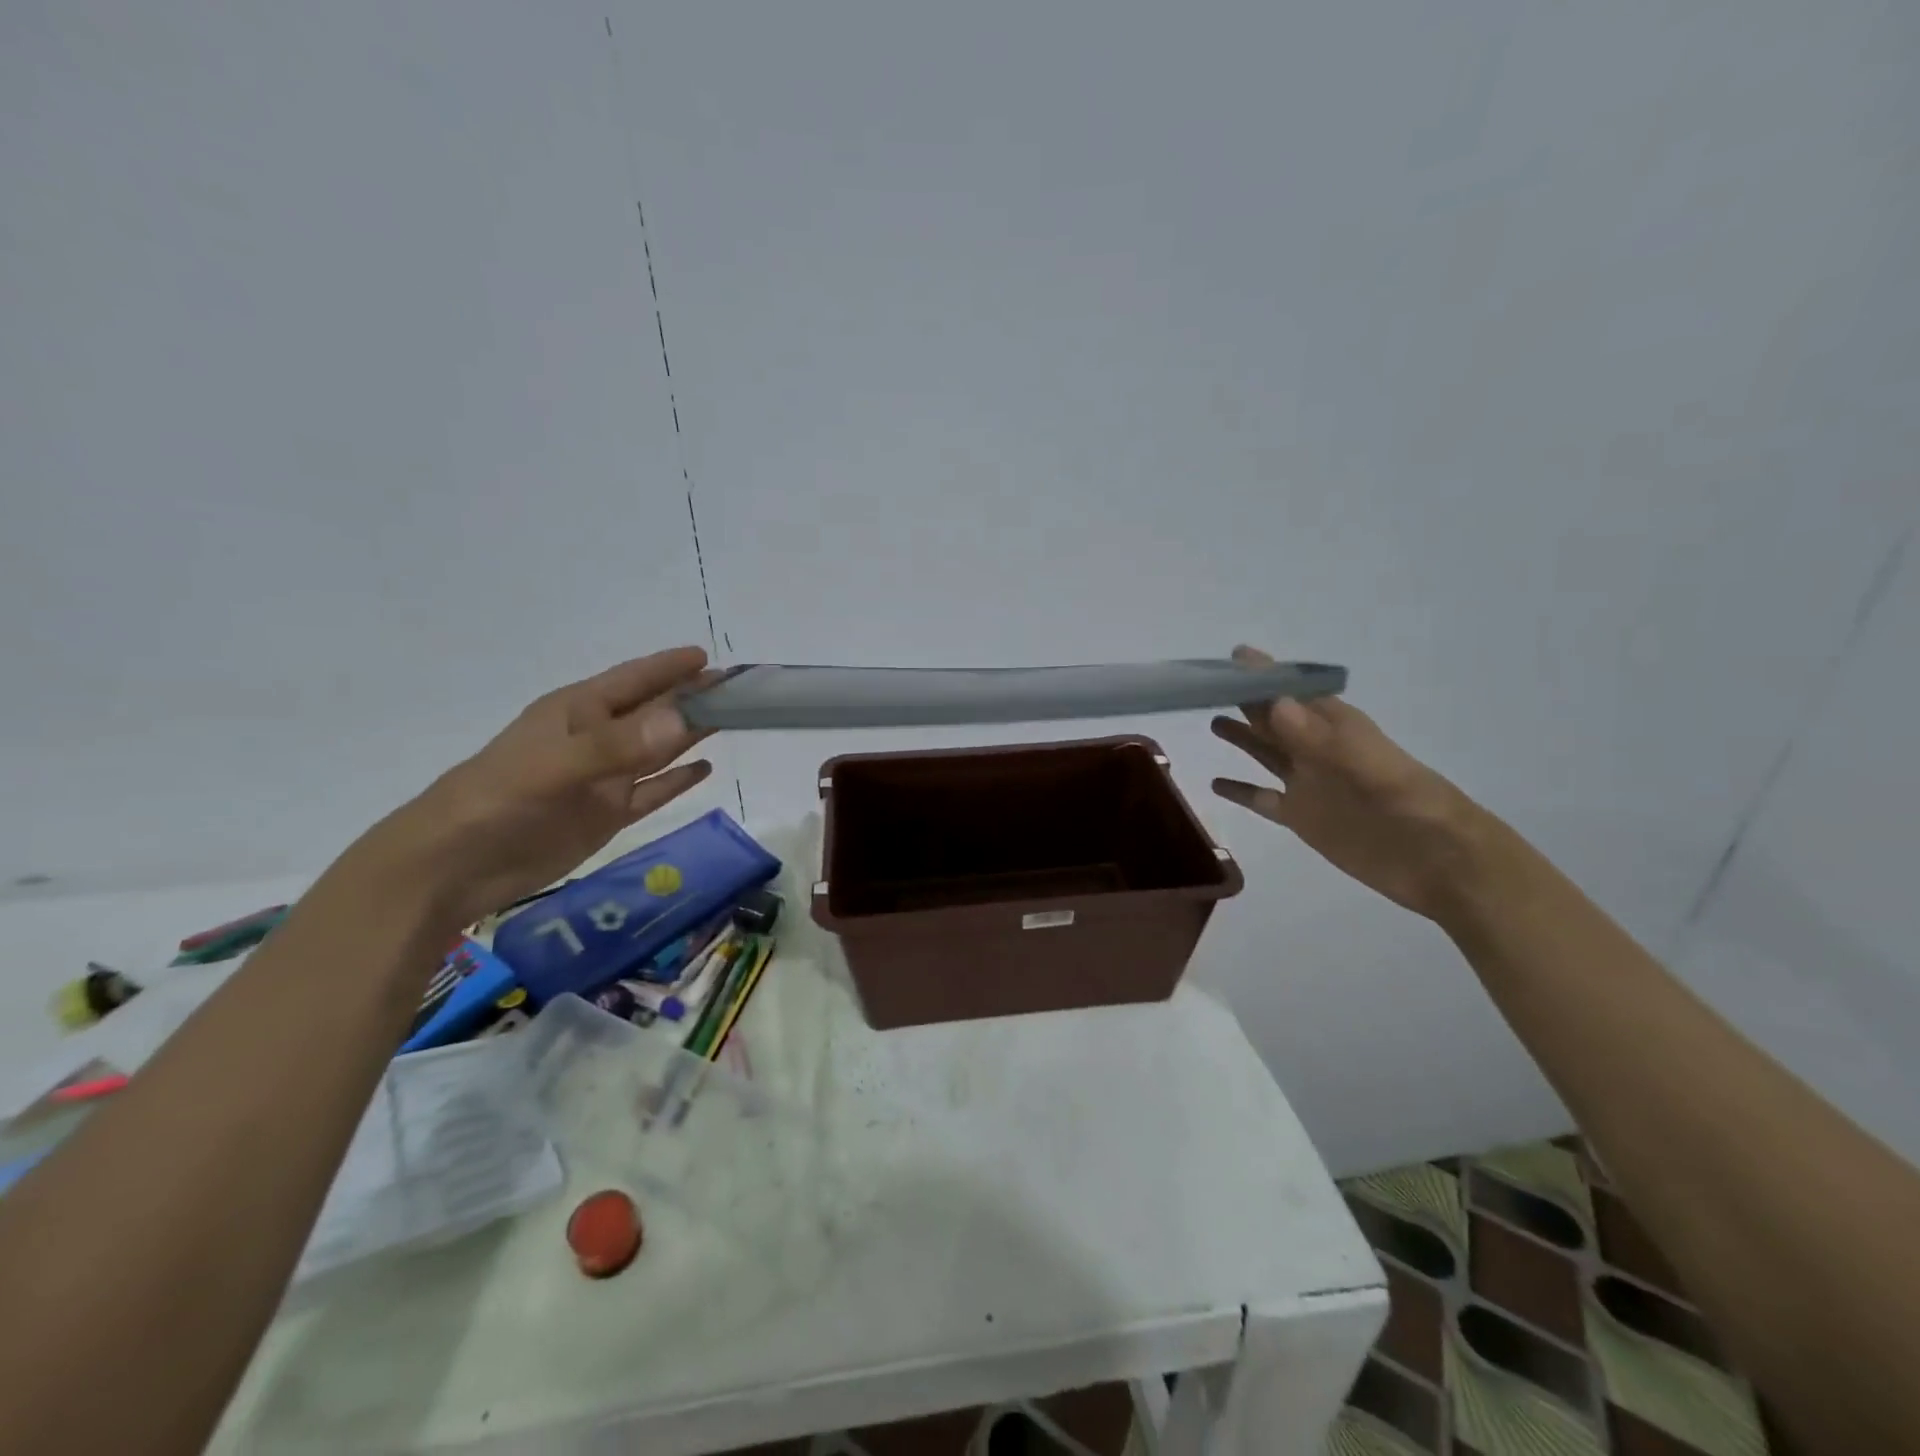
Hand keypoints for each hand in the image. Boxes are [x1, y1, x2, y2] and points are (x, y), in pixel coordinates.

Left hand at [368, 647, 716, 926]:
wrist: (454, 868)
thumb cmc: (498, 800)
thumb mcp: (556, 766)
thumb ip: (619, 744)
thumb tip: (683, 717)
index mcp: (578, 713)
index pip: (634, 680)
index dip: (669, 667)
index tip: (710, 657)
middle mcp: (597, 739)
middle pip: (655, 712)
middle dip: (693, 698)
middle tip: (742, 690)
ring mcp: (604, 778)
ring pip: (660, 749)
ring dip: (692, 733)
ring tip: (733, 719)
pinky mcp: (608, 814)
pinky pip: (653, 791)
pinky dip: (678, 779)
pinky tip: (705, 769)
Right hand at [1210, 645, 1488, 921]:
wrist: (1440, 864)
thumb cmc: (1413, 807)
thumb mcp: (1370, 767)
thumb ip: (1320, 739)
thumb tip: (1275, 704)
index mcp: (1336, 729)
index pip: (1294, 691)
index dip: (1266, 673)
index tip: (1233, 655)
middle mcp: (1317, 751)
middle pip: (1273, 718)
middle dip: (1246, 698)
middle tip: (1207, 684)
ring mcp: (1308, 784)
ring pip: (1265, 753)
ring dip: (1242, 736)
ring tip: (1211, 720)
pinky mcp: (1302, 818)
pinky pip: (1263, 798)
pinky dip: (1241, 790)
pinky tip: (1215, 784)